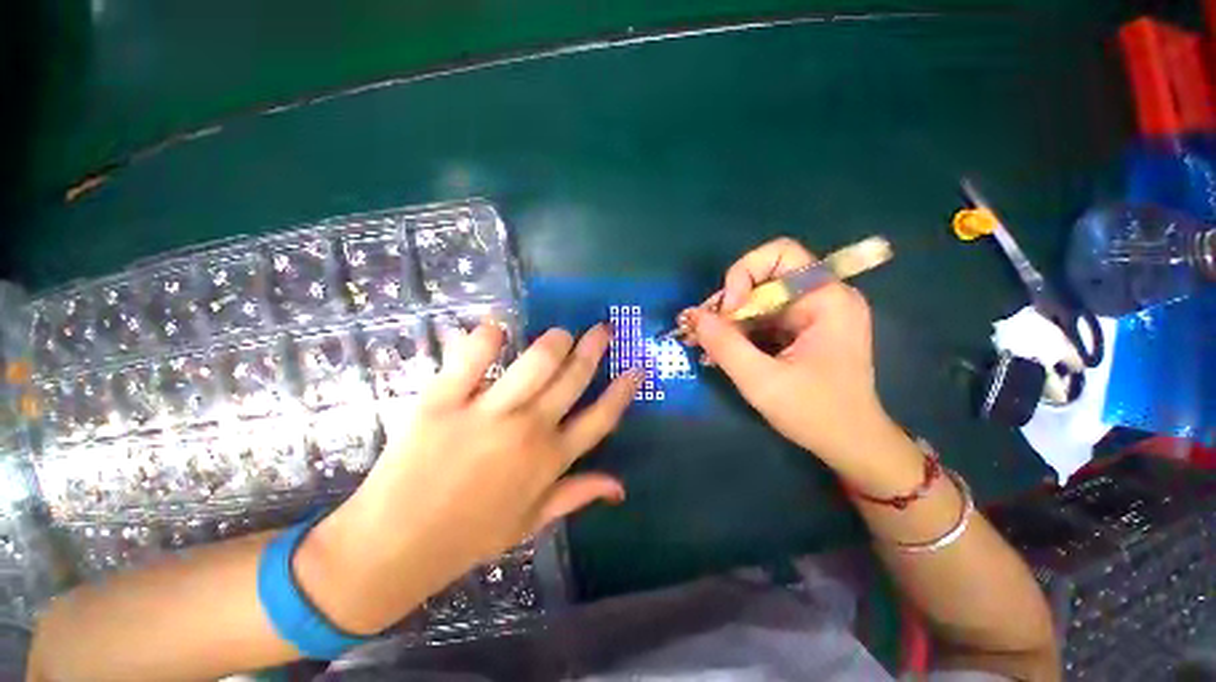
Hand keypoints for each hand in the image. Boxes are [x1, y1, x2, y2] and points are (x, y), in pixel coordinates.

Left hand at [299, 322, 640, 633]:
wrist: (393, 547)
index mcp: (550, 460)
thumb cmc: (468, 537)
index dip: (623, 390)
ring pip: (536, 361)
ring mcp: (487, 413)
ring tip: (560, 335)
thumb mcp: (532, 522)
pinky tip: (497, 326)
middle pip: (573, 377)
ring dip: (554, 340)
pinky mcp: (443, 401)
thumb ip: (578, 495)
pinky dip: (487, 335)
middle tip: (602, 329)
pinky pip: (471, 357)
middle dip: (594, 347)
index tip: (636, 367)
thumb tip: (620, 486)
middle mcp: (528, 430)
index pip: (601, 417)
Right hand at [680, 237, 898, 467]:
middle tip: (702, 331)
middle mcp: (821, 297)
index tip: (727, 312)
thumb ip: (725, 346)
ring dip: (727, 320)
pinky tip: (719, 351)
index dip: (744, 274)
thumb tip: (693, 316)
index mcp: (827, 299)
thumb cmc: (816, 414)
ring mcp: (810, 313)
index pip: (779, 254)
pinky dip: (737, 332)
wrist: (851, 444)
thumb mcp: (763, 381)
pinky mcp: (800, 329)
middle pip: (762, 278)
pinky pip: (760, 318)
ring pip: (756, 300)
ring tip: (702, 344)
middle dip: (728, 303)